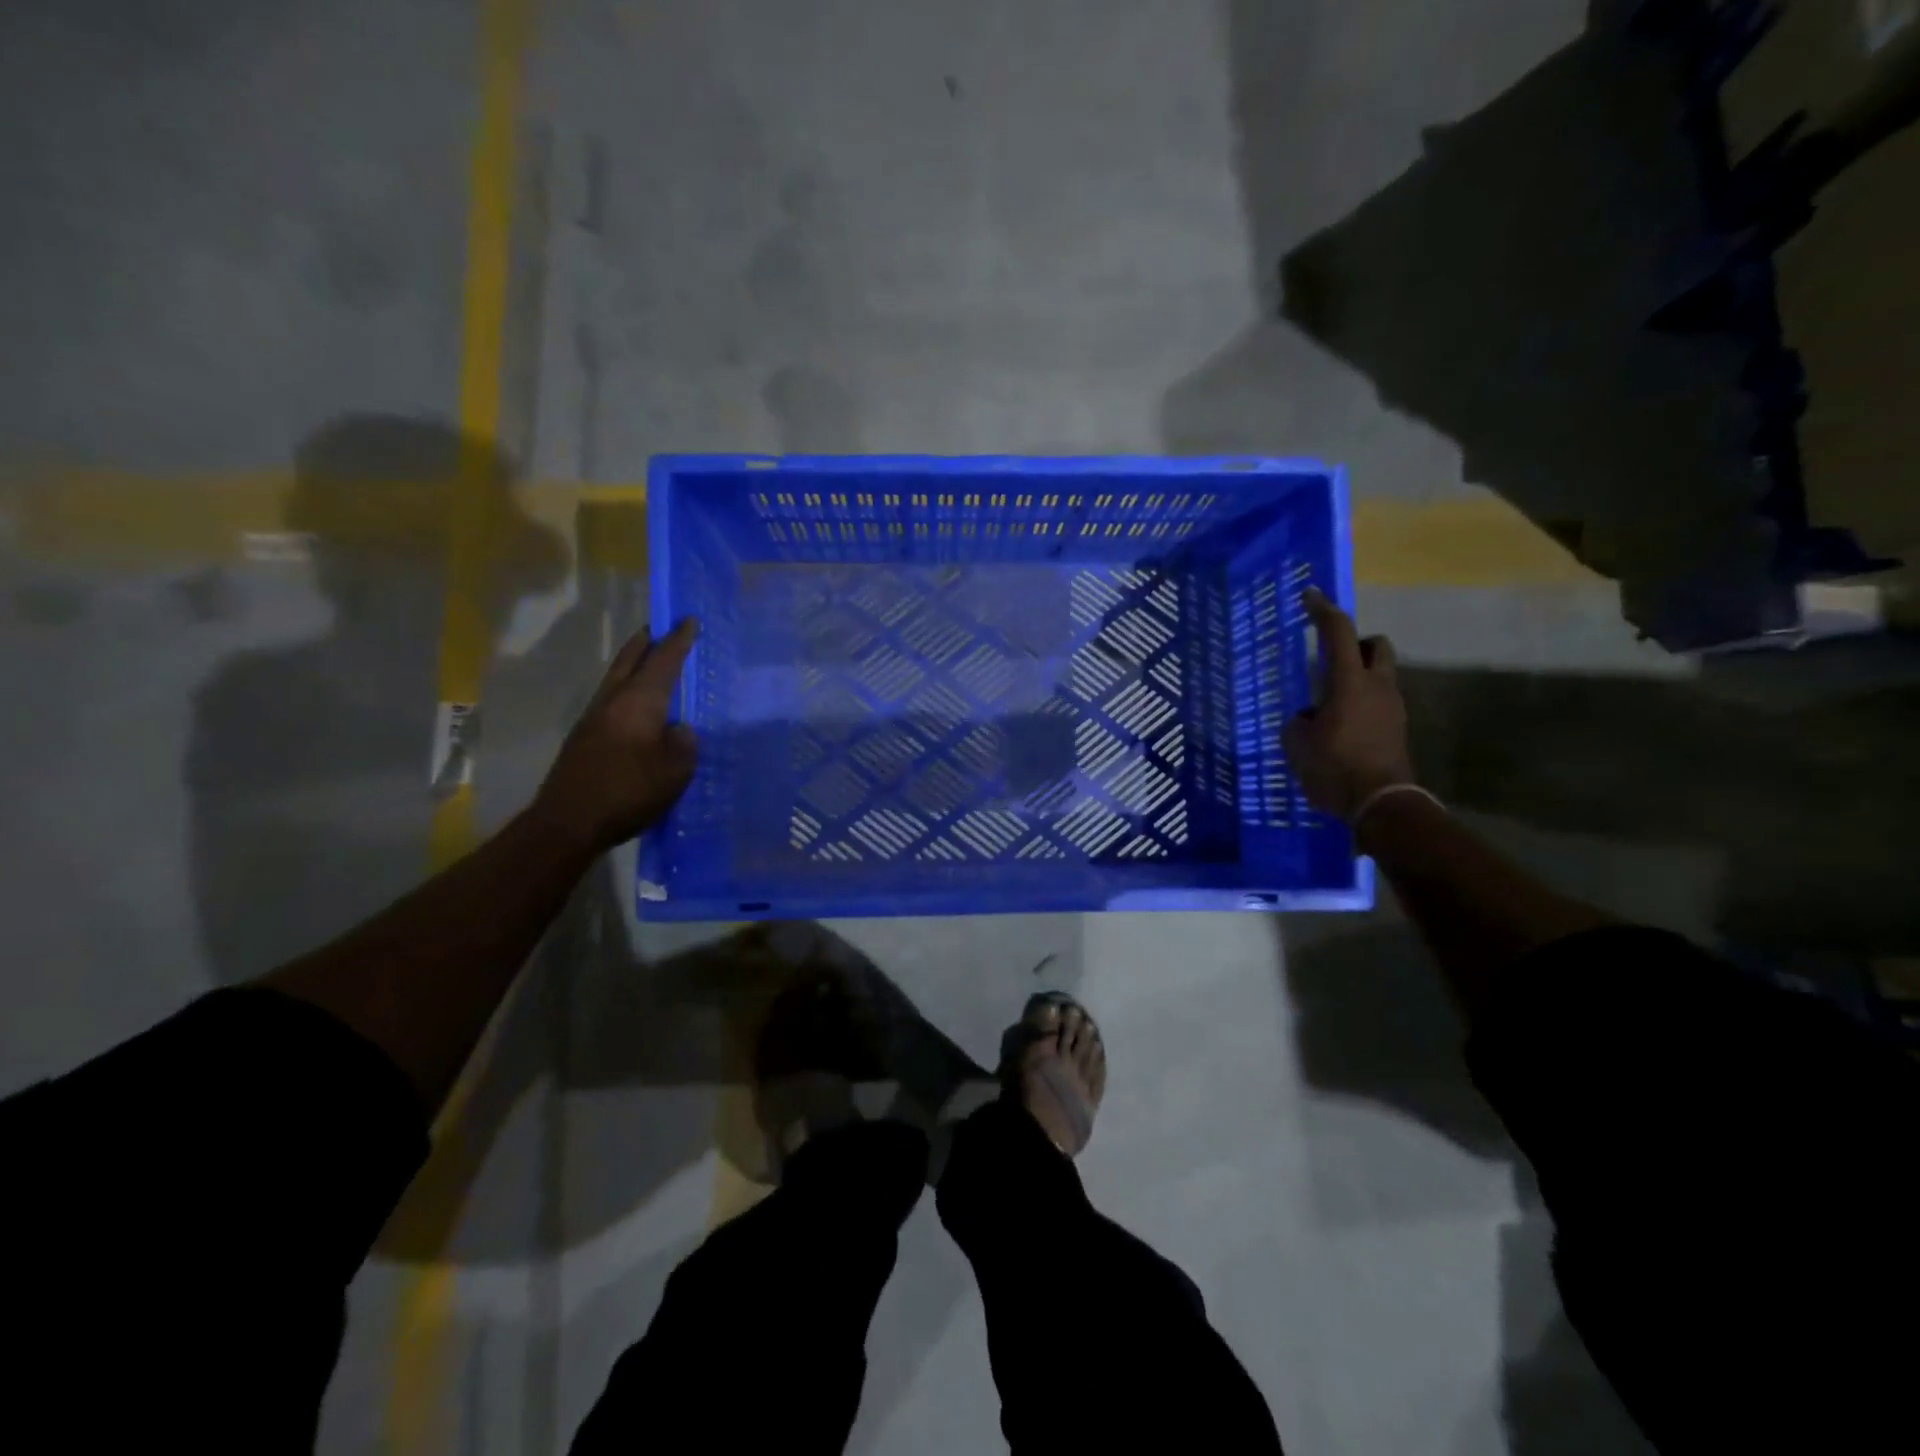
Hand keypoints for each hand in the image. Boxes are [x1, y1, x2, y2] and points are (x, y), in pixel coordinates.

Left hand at [533, 619, 698, 851]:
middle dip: (647, 642)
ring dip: (633, 664)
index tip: (689, 619)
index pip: (663, 662)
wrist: (568, 823)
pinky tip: (636, 706)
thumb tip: (679, 730)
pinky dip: (626, 690)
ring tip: (649, 661)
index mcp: (638, 702)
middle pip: (629, 660)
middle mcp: (612, 702)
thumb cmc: (628, 791)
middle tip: (661, 628)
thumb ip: (683, 744)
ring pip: (616, 679)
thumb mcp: (674, 771)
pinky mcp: (584, 740)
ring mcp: (593, 720)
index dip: (678, 640)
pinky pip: (611, 700)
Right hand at [1282, 589, 1414, 821]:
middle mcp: (1377, 686)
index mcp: (1349, 682)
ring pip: (1379, 675)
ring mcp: (1392, 708)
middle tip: (1330, 660)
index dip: (1323, 610)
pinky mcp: (1397, 729)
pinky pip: (1378, 702)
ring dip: (1357, 677)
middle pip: (1375, 645)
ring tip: (1329, 703)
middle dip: (1355, 644)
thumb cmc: (1334, 768)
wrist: (1381, 804)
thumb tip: (1308, 718)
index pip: (1338, 633)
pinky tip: (1341, 727)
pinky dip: (1361, 703)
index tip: (1310, 596)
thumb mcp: (1298, 744)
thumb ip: (1299, 722)